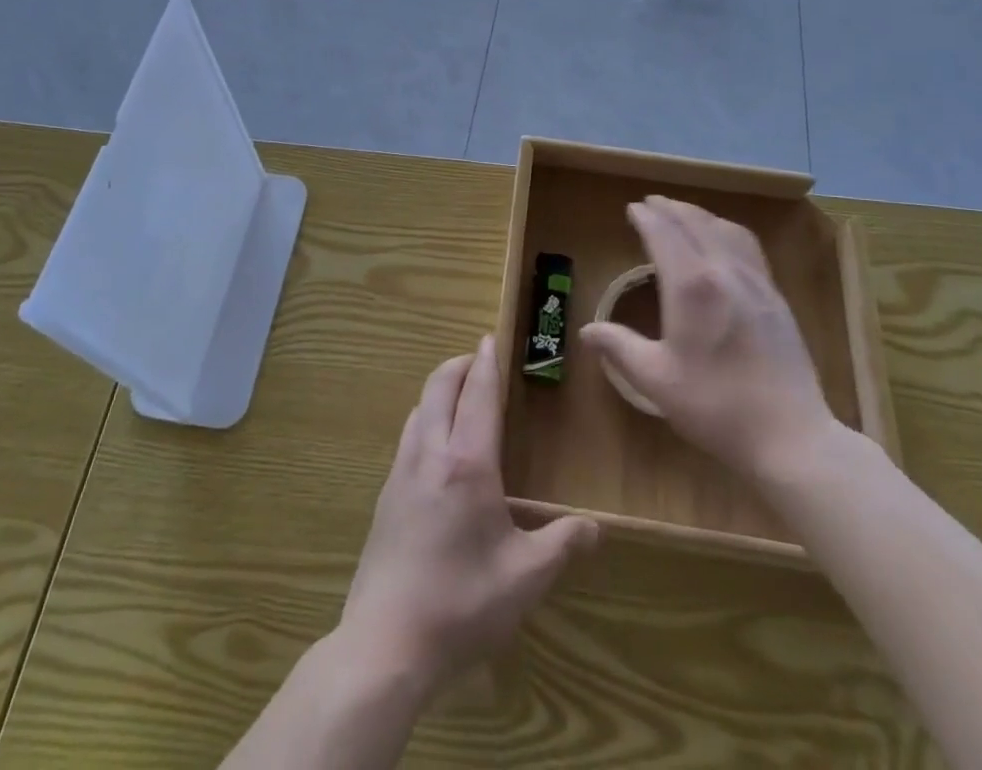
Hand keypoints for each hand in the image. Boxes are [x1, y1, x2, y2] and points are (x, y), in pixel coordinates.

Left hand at [339, 336, 598, 692]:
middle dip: (458, 365)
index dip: (486, 363)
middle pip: (439, 387)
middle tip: (478, 360)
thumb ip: (562, 545)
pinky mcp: (385, 496)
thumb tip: (596, 528)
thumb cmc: (462, 603)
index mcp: (467, 464)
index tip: (489, 338)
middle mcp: (430, 454)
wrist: (385, 644)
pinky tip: (435, 447)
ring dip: (438, 390)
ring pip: (418, 409)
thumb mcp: (525, 578)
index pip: (478, 395)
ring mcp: (401, 473)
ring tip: (459, 397)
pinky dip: (424, 419)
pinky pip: (407, 437)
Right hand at [580, 195, 846, 483]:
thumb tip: (587, 330)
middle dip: (671, 208)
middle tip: (651, 203)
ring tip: (683, 214)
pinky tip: (723, 242)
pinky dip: (726, 230)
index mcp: (691, 286)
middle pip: (695, 223)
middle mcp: (724, 271)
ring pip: (725, 230)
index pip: (664, 235)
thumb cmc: (716, 407)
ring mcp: (756, 282)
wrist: (790, 436)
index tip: (631, 209)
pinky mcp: (776, 297)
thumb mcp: (656, 380)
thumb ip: (620, 348)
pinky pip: (748, 246)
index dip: (646, 218)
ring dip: (699, 215)